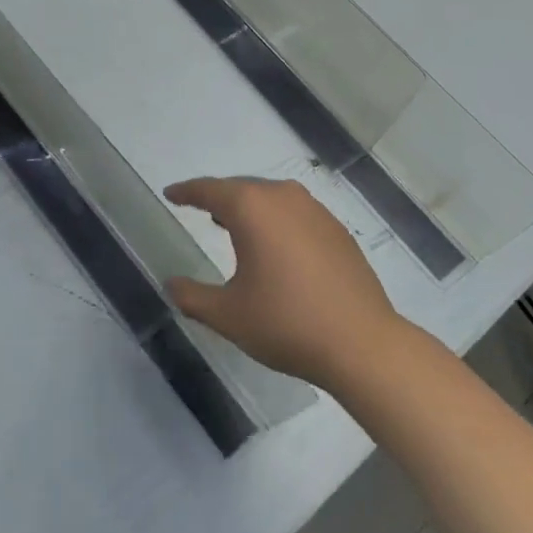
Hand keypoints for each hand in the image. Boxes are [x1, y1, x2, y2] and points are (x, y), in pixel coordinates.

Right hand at [164, 177, 402, 388]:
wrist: (361, 343)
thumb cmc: (286, 323)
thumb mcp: (228, 314)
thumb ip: (192, 296)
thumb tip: (171, 284)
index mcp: (251, 208)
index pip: (209, 190)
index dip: (186, 191)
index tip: (171, 194)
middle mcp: (283, 197)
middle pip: (241, 189)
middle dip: (218, 198)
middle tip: (199, 209)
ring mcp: (315, 210)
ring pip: (271, 198)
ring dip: (249, 209)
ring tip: (232, 226)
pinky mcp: (337, 230)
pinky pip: (295, 214)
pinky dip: (277, 222)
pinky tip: (275, 247)